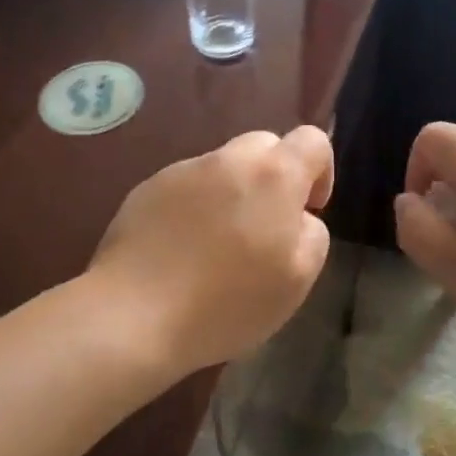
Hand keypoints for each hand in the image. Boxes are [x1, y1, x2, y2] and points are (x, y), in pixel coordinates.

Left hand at [89, 126, 334, 374]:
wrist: (134, 315)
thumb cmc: (228, 301)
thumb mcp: (298, 278)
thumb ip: (312, 234)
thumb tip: (298, 217)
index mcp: (274, 175)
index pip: (313, 140)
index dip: (321, 172)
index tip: (307, 212)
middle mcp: (228, 160)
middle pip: (265, 147)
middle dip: (274, 178)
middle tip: (264, 229)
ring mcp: (182, 171)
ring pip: (223, 168)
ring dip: (231, 194)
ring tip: (217, 248)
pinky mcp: (146, 190)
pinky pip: (186, 188)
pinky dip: (194, 209)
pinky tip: (181, 253)